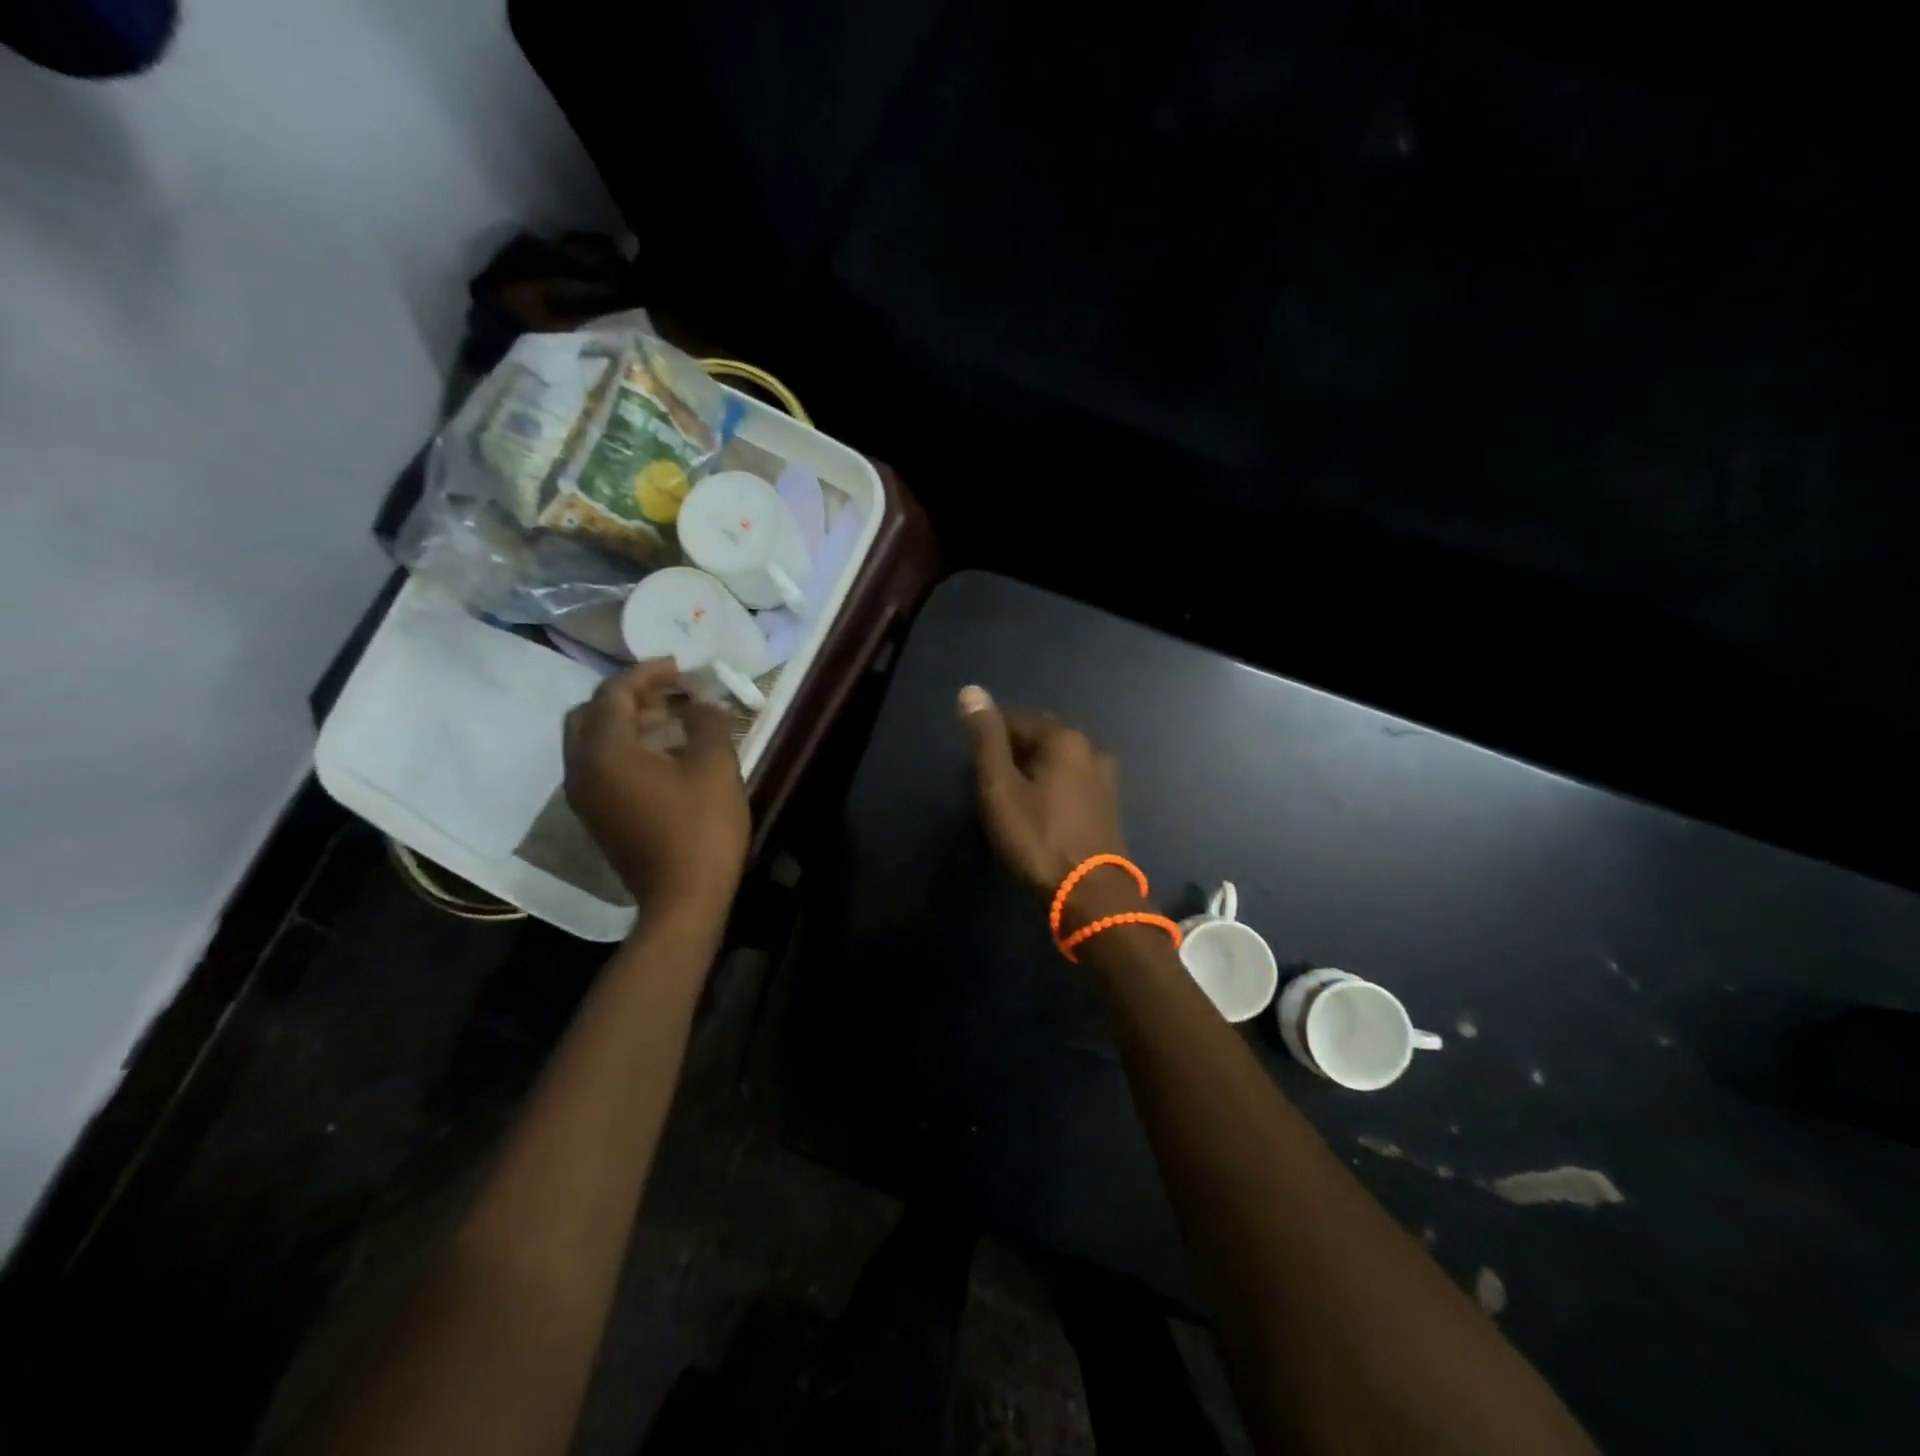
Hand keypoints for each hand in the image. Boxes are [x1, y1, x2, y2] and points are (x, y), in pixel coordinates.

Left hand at [565, 661, 749, 919]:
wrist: (683, 899)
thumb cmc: (701, 828)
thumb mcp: (715, 765)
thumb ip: (707, 722)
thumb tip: (701, 702)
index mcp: (604, 751)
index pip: (613, 694)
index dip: (647, 673)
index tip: (680, 667)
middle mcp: (581, 769)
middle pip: (590, 714)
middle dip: (629, 695)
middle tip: (670, 691)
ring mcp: (584, 796)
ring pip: (592, 740)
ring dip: (626, 721)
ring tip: (672, 718)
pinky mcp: (596, 816)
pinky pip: (599, 765)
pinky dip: (624, 747)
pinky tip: (662, 753)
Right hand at [958, 685, 1126, 898]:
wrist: (1090, 894)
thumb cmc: (1038, 838)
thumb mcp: (1000, 789)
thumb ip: (986, 740)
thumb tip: (971, 691)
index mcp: (1064, 738)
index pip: (1016, 719)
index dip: (990, 735)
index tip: (973, 761)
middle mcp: (1090, 748)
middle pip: (1042, 735)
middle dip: (1014, 748)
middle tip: (989, 776)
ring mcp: (1105, 777)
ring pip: (1059, 758)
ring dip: (1035, 766)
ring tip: (1011, 791)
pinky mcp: (1108, 803)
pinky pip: (1073, 778)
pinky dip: (1053, 783)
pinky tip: (1041, 806)